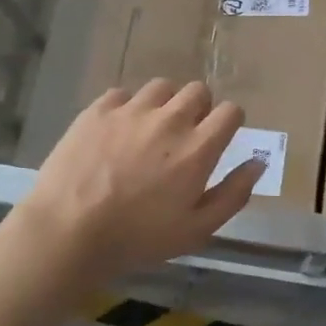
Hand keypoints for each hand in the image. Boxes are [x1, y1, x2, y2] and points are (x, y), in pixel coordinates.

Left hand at [15, 79, 264, 277]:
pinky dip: (126, 108)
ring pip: (161, 87)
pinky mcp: (98, 110)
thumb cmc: (137, 238)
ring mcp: (131, 111)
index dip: (230, 122)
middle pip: (198, 90)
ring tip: (151, 128)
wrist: (68, 231)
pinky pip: (122, 94)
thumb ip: (233, 194)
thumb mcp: (196, 230)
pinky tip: (117, 131)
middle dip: (199, 108)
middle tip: (185, 136)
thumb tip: (257, 163)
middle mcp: (169, 119)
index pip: (231, 111)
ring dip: (164, 103)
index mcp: (198, 148)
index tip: (220, 138)